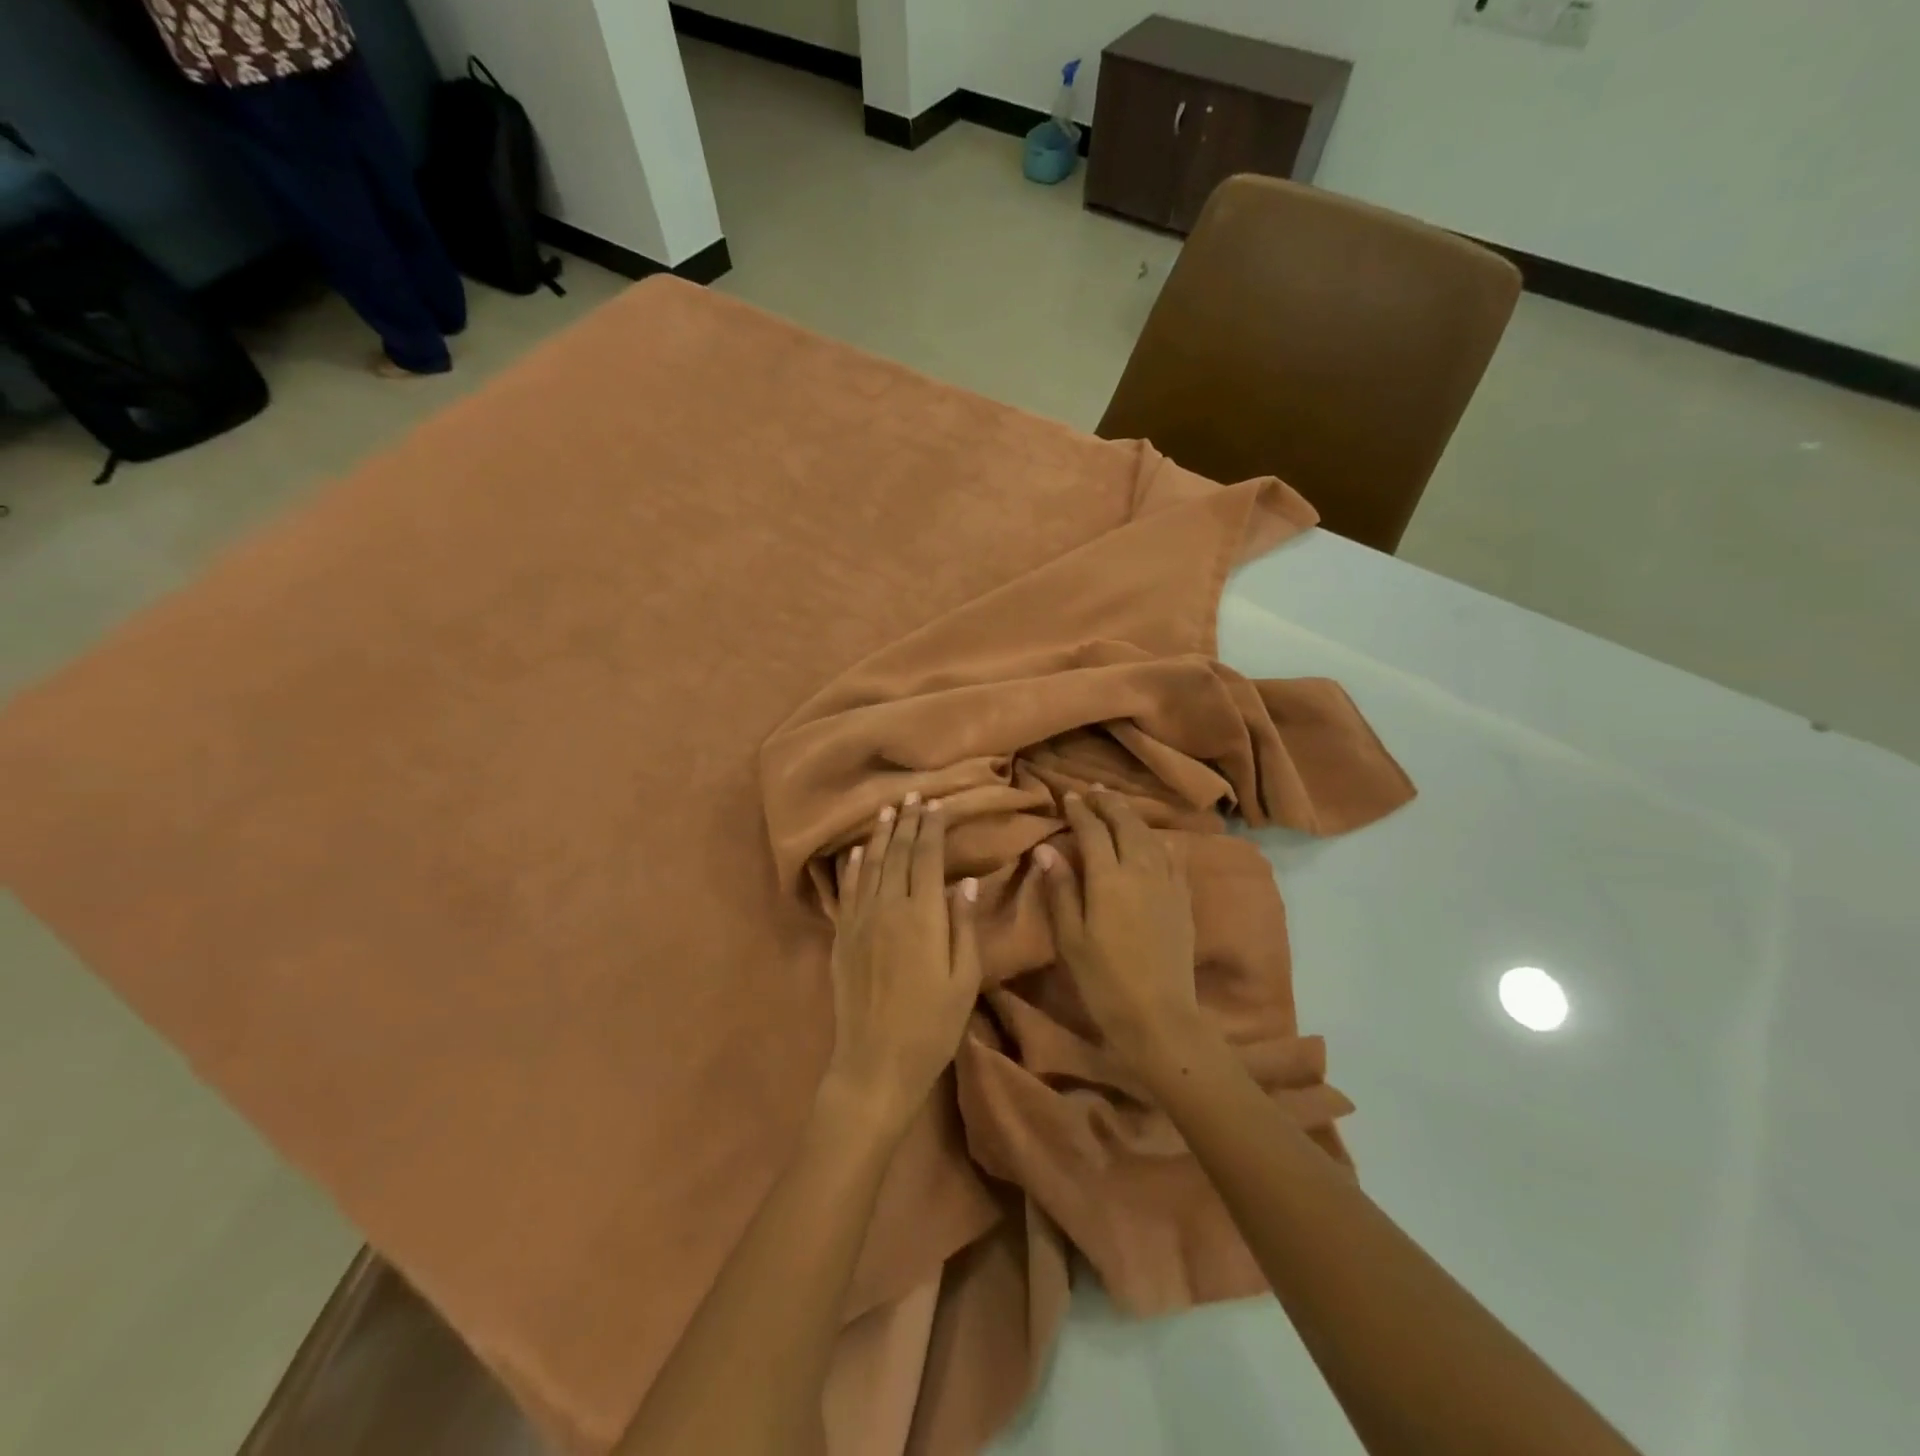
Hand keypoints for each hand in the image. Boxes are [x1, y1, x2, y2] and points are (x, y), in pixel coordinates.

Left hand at [825, 794, 981, 1132]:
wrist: (875, 1062)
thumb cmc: (931, 1025)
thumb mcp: (963, 979)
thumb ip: (964, 926)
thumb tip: (967, 882)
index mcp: (921, 916)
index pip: (925, 858)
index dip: (931, 828)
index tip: (936, 805)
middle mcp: (887, 908)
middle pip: (896, 854)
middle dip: (906, 822)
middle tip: (913, 795)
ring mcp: (859, 921)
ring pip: (868, 865)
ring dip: (878, 835)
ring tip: (886, 809)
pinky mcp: (841, 937)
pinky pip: (846, 891)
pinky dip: (851, 867)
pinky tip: (855, 852)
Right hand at [1037, 788, 1203, 1072]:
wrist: (1160, 1016)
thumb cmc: (1104, 980)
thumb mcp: (1070, 938)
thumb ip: (1060, 889)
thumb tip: (1045, 850)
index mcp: (1108, 878)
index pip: (1093, 830)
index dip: (1080, 810)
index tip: (1068, 796)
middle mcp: (1141, 870)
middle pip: (1126, 824)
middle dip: (1108, 803)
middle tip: (1093, 791)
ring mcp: (1167, 883)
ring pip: (1150, 836)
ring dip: (1133, 816)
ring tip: (1119, 806)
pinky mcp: (1183, 899)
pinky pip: (1171, 857)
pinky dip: (1158, 840)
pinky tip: (1154, 840)